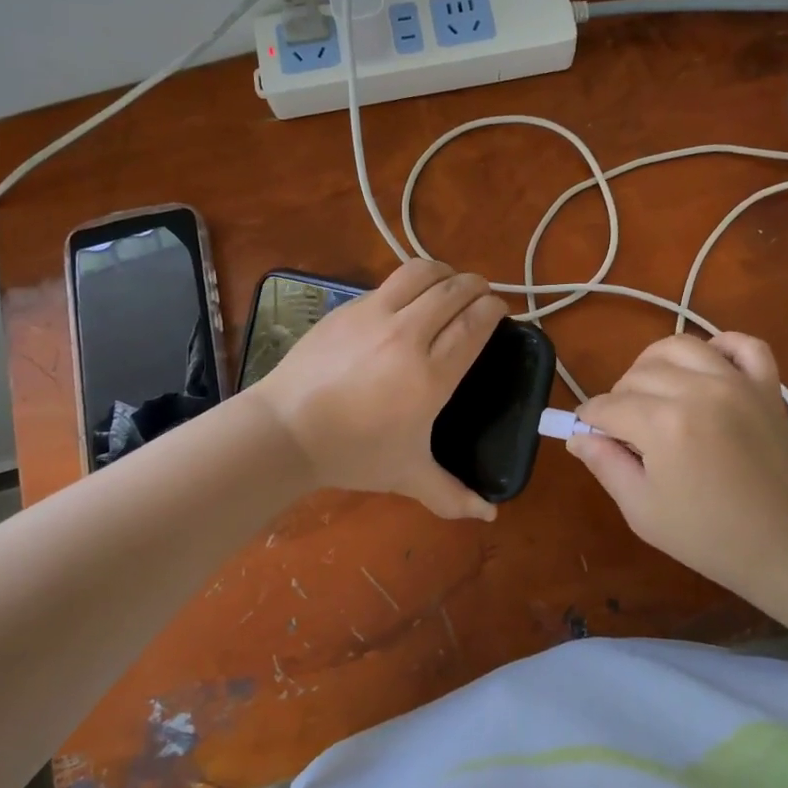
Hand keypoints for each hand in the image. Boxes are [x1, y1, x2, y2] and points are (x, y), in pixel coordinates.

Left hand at [251, 260, 506, 520]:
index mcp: (430, 376)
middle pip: (453, 291)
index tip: (502, 311)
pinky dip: (410, 284)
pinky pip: (388, 284)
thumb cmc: (352, 454)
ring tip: (450, 284)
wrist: (285, 431)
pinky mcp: (347, 308)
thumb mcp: (408, 476)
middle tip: (483, 295)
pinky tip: (407, 300)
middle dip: (476, 286)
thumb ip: (452, 495)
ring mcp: (373, 316)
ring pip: (420, 273)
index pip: (474, 324)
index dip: (494, 310)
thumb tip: (489, 515)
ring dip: (444, 273)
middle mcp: (407, 335)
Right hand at [568, 333, 787, 598]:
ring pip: (680, 346)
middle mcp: (698, 390)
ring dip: (656, 365)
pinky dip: (722, 346)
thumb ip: (604, 465)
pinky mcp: (768, 387)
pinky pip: (744, 345)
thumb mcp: (642, 510)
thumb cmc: (708, 536)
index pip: (607, 406)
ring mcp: (737, 383)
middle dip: (619, 398)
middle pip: (637, 374)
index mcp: (663, 424)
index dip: (589, 420)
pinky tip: (707, 367)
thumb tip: (578, 436)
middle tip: (624, 431)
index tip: (587, 435)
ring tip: (655, 394)